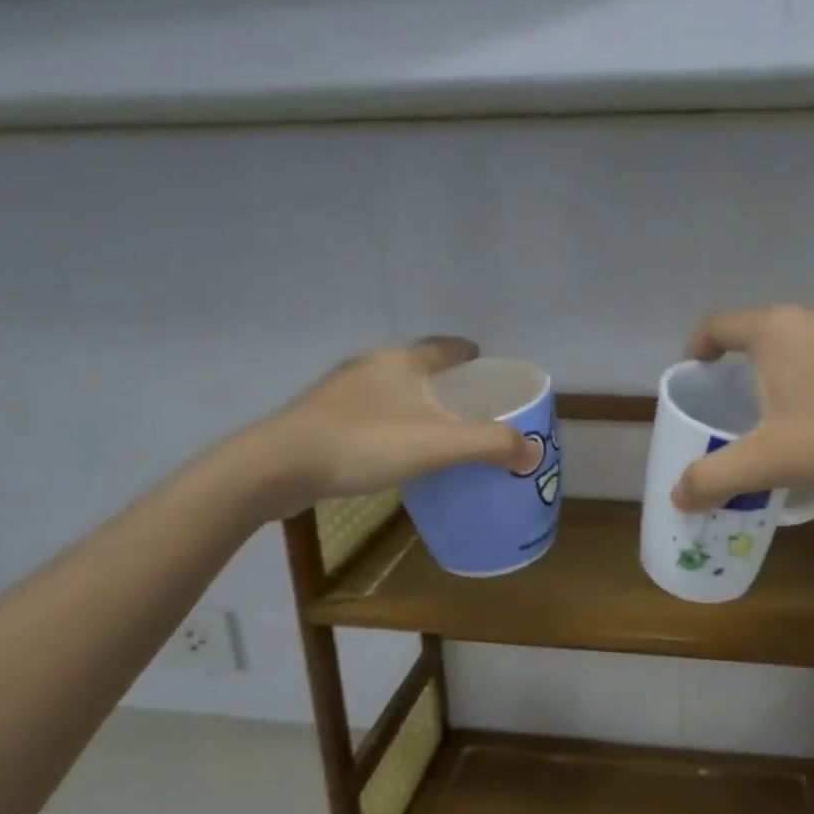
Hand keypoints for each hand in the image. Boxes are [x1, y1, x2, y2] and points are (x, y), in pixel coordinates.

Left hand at [234, 338, 535, 518]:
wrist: (280, 466)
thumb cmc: (367, 443)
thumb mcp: (441, 444)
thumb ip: (492, 445)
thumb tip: (533, 453)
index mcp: (403, 361)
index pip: (446, 346)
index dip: (469, 353)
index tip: (484, 362)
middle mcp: (372, 365)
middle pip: (418, 365)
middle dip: (444, 380)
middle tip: (468, 402)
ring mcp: (341, 391)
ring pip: (390, 389)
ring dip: (414, 403)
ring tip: (434, 428)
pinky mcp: (320, 417)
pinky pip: (368, 413)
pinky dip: (389, 423)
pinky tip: (392, 449)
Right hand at [670, 304, 813, 511]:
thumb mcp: (775, 460)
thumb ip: (718, 477)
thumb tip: (677, 494)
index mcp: (777, 330)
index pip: (719, 324)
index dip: (698, 345)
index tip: (696, 370)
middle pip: (768, 334)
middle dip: (752, 369)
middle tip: (749, 410)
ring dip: (800, 376)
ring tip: (806, 421)